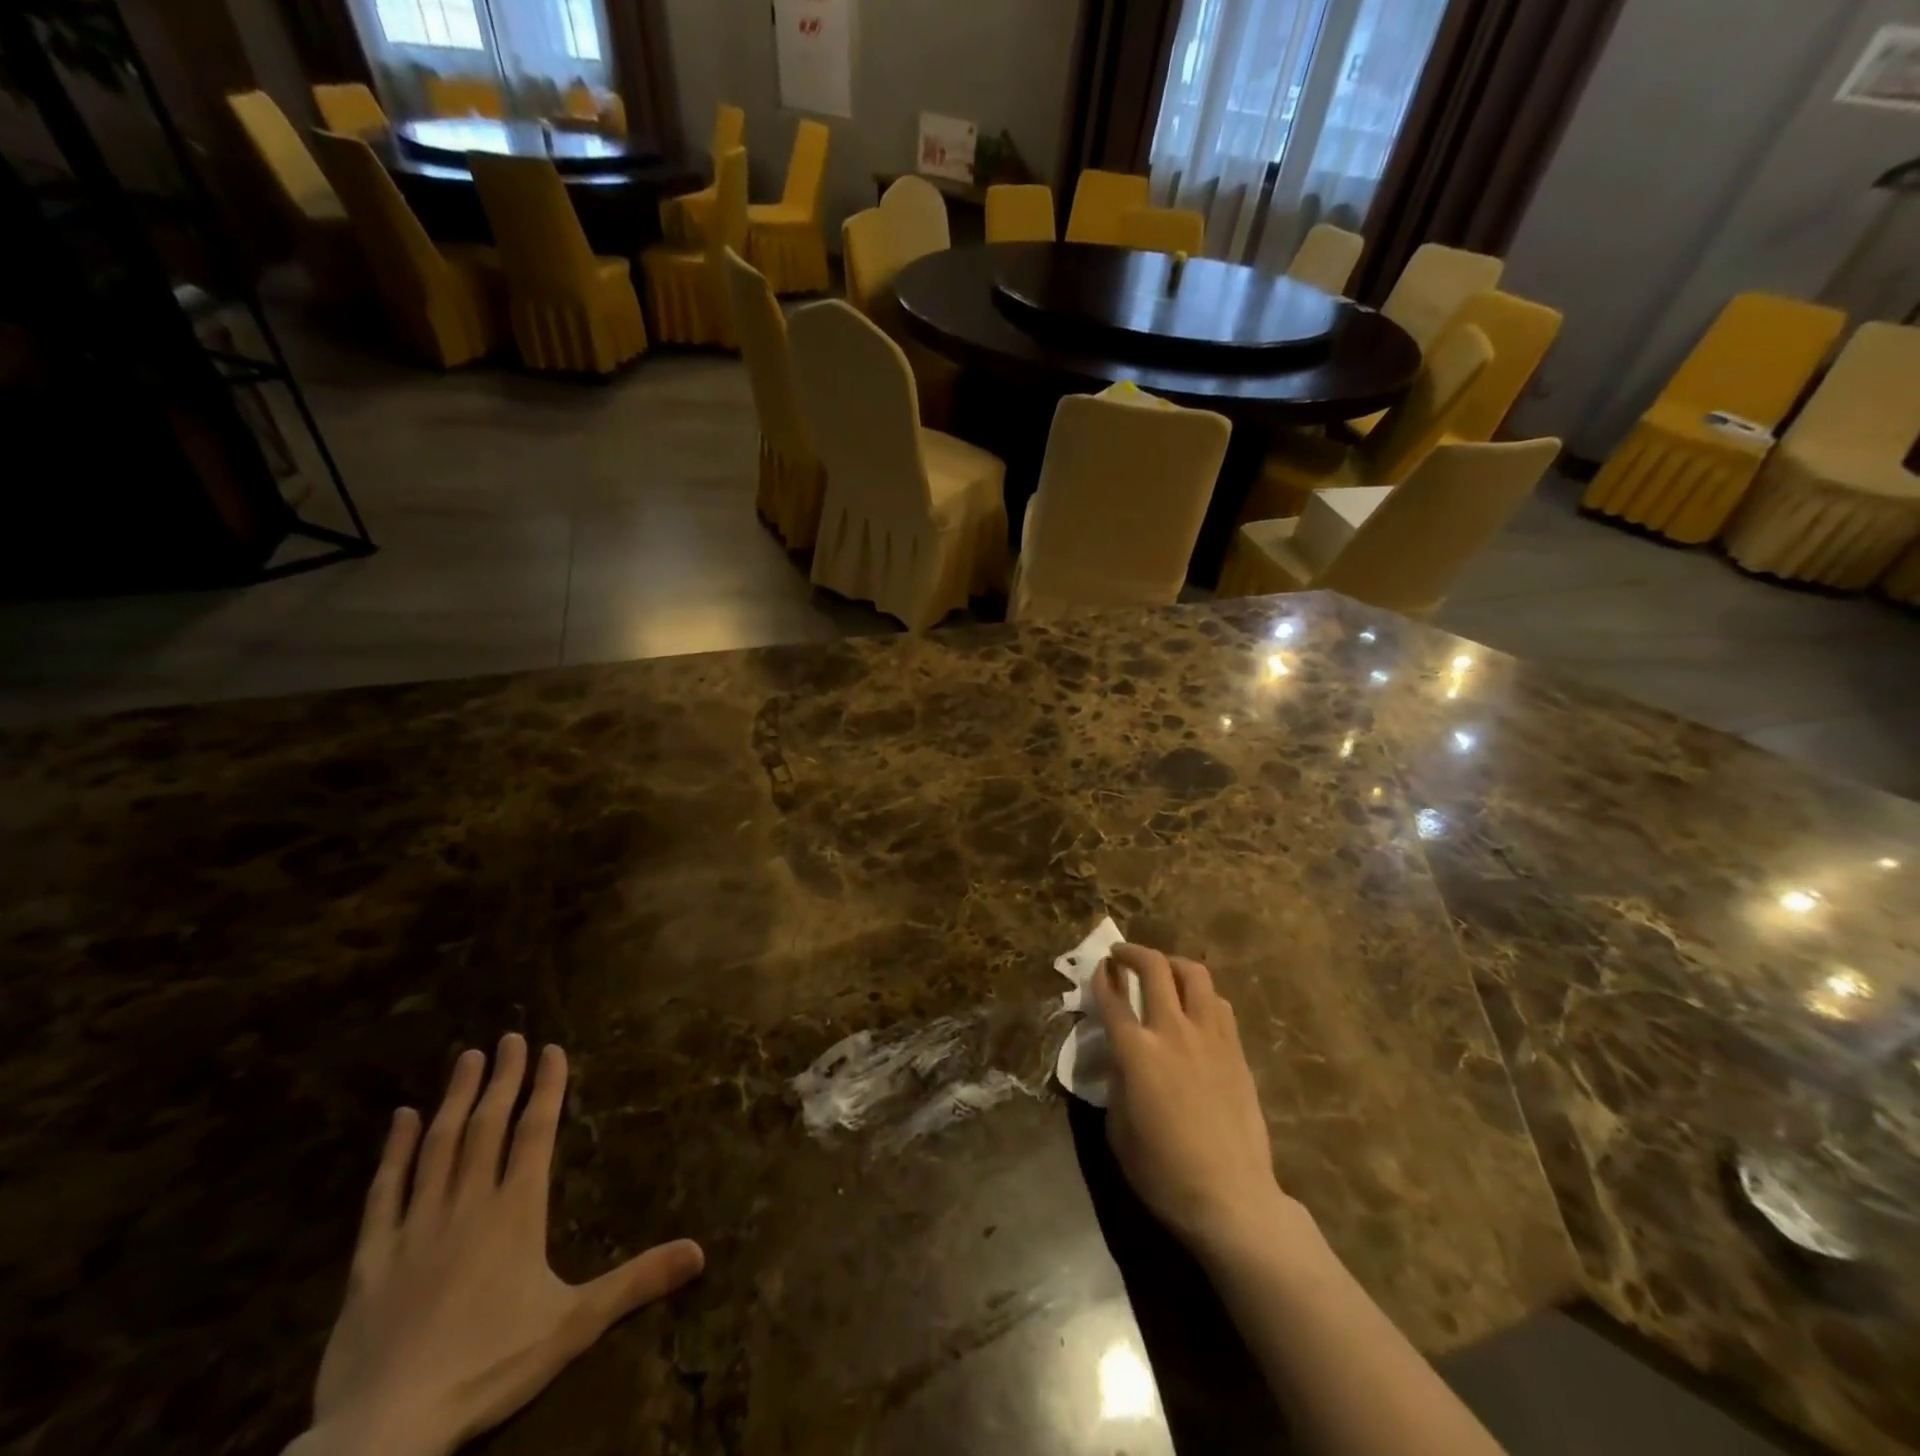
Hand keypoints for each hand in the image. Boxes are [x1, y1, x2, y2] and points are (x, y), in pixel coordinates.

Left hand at [300, 1035, 704, 1455]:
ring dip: (455, 1099)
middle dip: (502, 1078)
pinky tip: (401, 1119)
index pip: (536, 1132)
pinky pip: (383, 1193)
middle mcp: (468, 1204)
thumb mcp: (575, 1325)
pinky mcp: (371, 1259)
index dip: (546, 1088)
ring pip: (439, 1147)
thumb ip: (636, 1282)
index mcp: (516, 1211)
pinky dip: (394, 1152)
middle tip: (509, 1037)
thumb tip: (701, 1252)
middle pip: (488, 1127)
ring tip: (467, 1057)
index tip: (550, 1049)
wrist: (384, 1431)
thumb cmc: (488, 1368)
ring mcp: (415, 1227)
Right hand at [1092, 944, 1303, 1263]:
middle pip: (1154, 969)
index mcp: (1137, 1053)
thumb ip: (1116, 1083)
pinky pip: (1218, 1003)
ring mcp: (1210, 1037)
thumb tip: (1121, 1058)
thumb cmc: (1164, 1173)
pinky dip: (1201, 994)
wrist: (1231, 1199)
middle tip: (1121, 954)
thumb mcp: (1119, 1130)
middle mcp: (1173, 1032)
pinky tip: (1194, 1007)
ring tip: (1162, 971)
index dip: (1101, 978)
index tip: (1098, 968)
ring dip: (1172, 964)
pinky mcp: (1236, 1050)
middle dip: (1133, 953)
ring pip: (1194, 974)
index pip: (1113, 999)